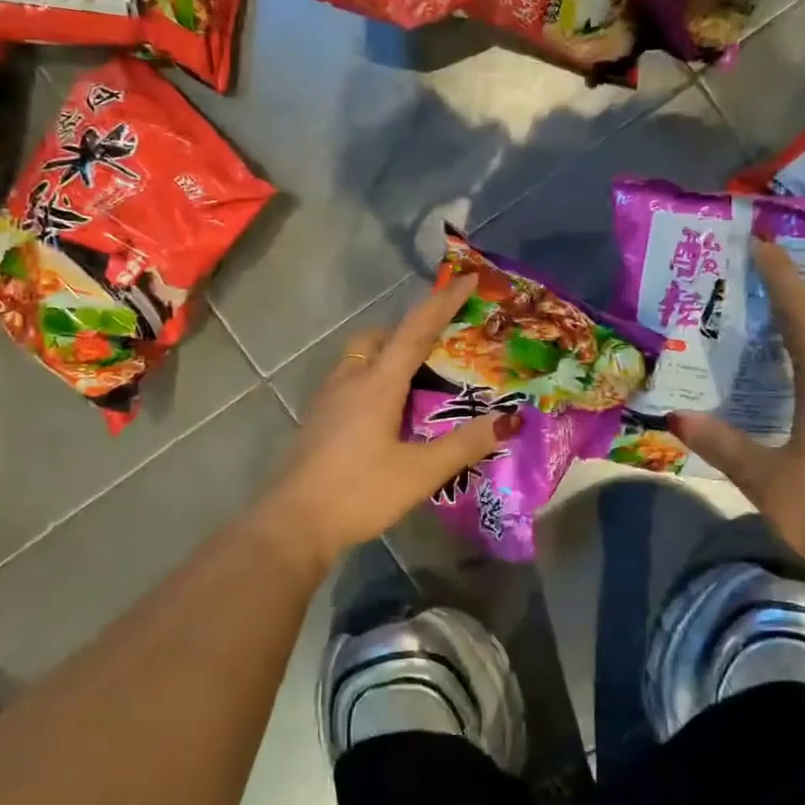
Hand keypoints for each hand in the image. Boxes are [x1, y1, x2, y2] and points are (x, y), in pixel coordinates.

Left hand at [260, 275, 519, 566]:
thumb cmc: (360, 492)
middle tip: (440, 345)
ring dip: (387, 353)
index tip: (467, 280)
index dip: (442, 303)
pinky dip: (372, 378)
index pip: (415, 331)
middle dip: (410, 329)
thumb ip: (466, 444)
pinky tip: (385, 412)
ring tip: (415, 379)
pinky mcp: (318, 419)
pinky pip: (350, 380)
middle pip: (380, 337)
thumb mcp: (421, 472)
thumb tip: (510, 419)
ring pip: (360, 357)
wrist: (293, 524)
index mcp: (377, 383)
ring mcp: (328, 399)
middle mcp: (351, 380)